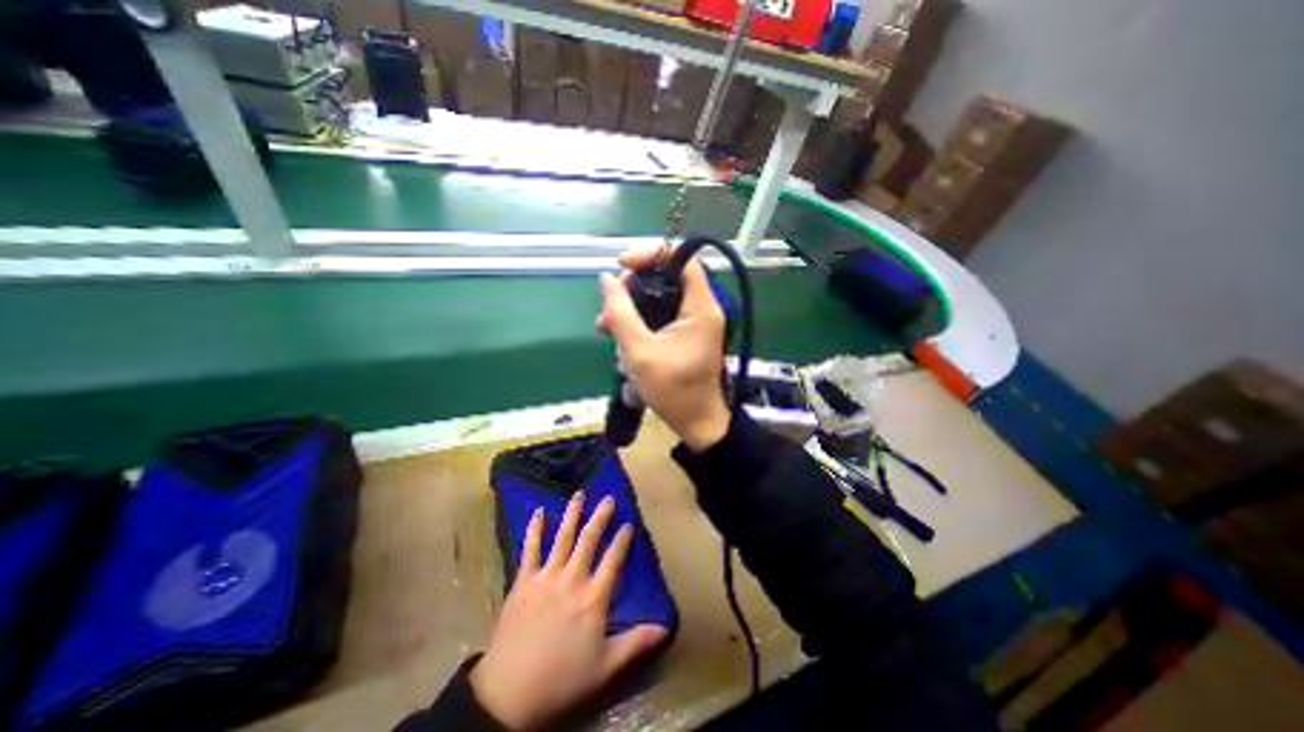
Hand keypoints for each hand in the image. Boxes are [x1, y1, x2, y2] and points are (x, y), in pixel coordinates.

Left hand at [473, 494, 672, 729]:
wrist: (510, 693)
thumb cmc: (562, 679)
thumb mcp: (605, 666)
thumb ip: (636, 642)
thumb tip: (666, 628)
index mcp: (594, 597)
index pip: (614, 559)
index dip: (622, 540)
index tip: (628, 523)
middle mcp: (572, 578)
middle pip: (589, 539)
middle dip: (600, 516)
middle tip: (607, 498)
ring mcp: (546, 576)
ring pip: (562, 537)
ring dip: (571, 514)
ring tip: (579, 494)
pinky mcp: (523, 580)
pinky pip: (530, 549)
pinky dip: (534, 529)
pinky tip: (538, 512)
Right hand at [599, 246, 730, 452]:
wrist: (697, 423)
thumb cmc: (673, 392)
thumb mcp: (640, 353)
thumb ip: (621, 314)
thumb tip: (606, 280)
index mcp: (700, 308)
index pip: (683, 259)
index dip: (652, 253)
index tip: (622, 265)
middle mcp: (701, 308)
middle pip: (667, 276)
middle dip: (633, 286)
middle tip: (608, 306)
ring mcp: (693, 321)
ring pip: (659, 296)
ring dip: (631, 306)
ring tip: (605, 326)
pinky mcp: (685, 334)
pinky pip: (660, 314)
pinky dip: (638, 320)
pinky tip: (619, 336)